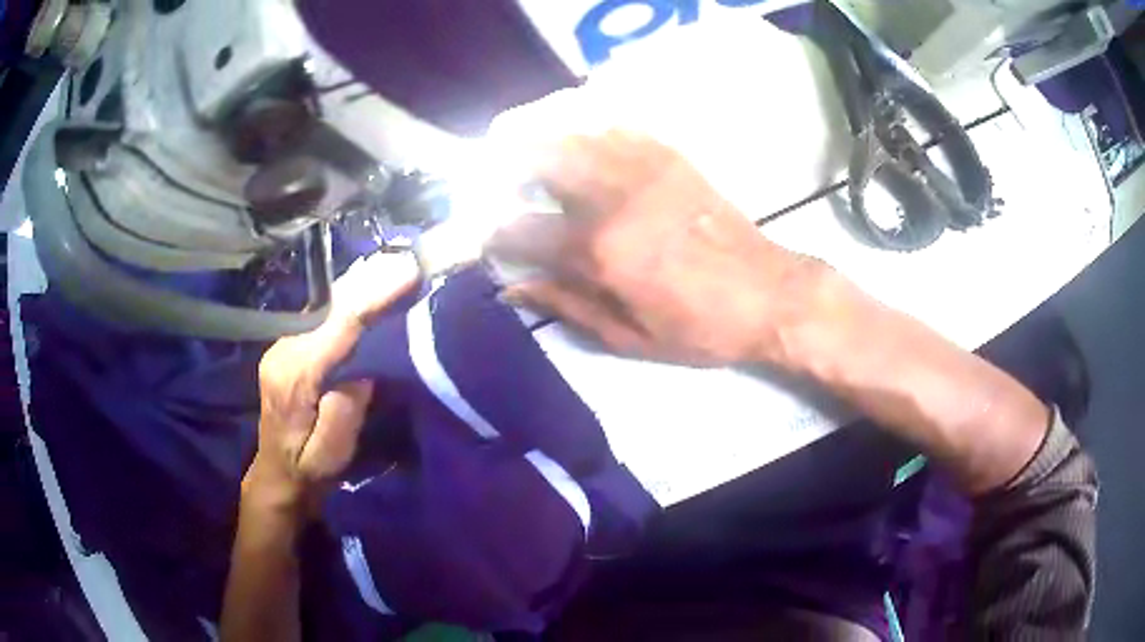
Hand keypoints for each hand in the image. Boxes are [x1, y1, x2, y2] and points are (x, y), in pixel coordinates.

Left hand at [247, 252, 418, 516]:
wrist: (278, 472)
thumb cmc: (309, 468)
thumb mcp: (332, 454)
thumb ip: (344, 411)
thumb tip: (365, 366)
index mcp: (295, 377)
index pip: (337, 325)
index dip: (372, 296)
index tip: (407, 272)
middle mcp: (284, 349)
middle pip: (331, 305)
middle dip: (371, 279)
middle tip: (410, 258)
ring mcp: (284, 343)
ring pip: (326, 303)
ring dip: (362, 283)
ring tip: (397, 264)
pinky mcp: (289, 343)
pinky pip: (323, 312)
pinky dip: (350, 296)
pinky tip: (370, 284)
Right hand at [487, 130, 827, 366]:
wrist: (768, 294)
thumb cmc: (699, 328)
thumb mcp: (628, 337)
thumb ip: (566, 306)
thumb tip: (513, 288)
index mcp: (599, 251)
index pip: (522, 230)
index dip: (494, 233)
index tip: (487, 238)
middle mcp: (612, 199)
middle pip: (539, 160)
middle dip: (505, 164)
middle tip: (494, 175)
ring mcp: (644, 170)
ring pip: (575, 135)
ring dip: (540, 138)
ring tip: (524, 147)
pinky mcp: (672, 159)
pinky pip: (619, 129)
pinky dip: (589, 130)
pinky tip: (580, 139)